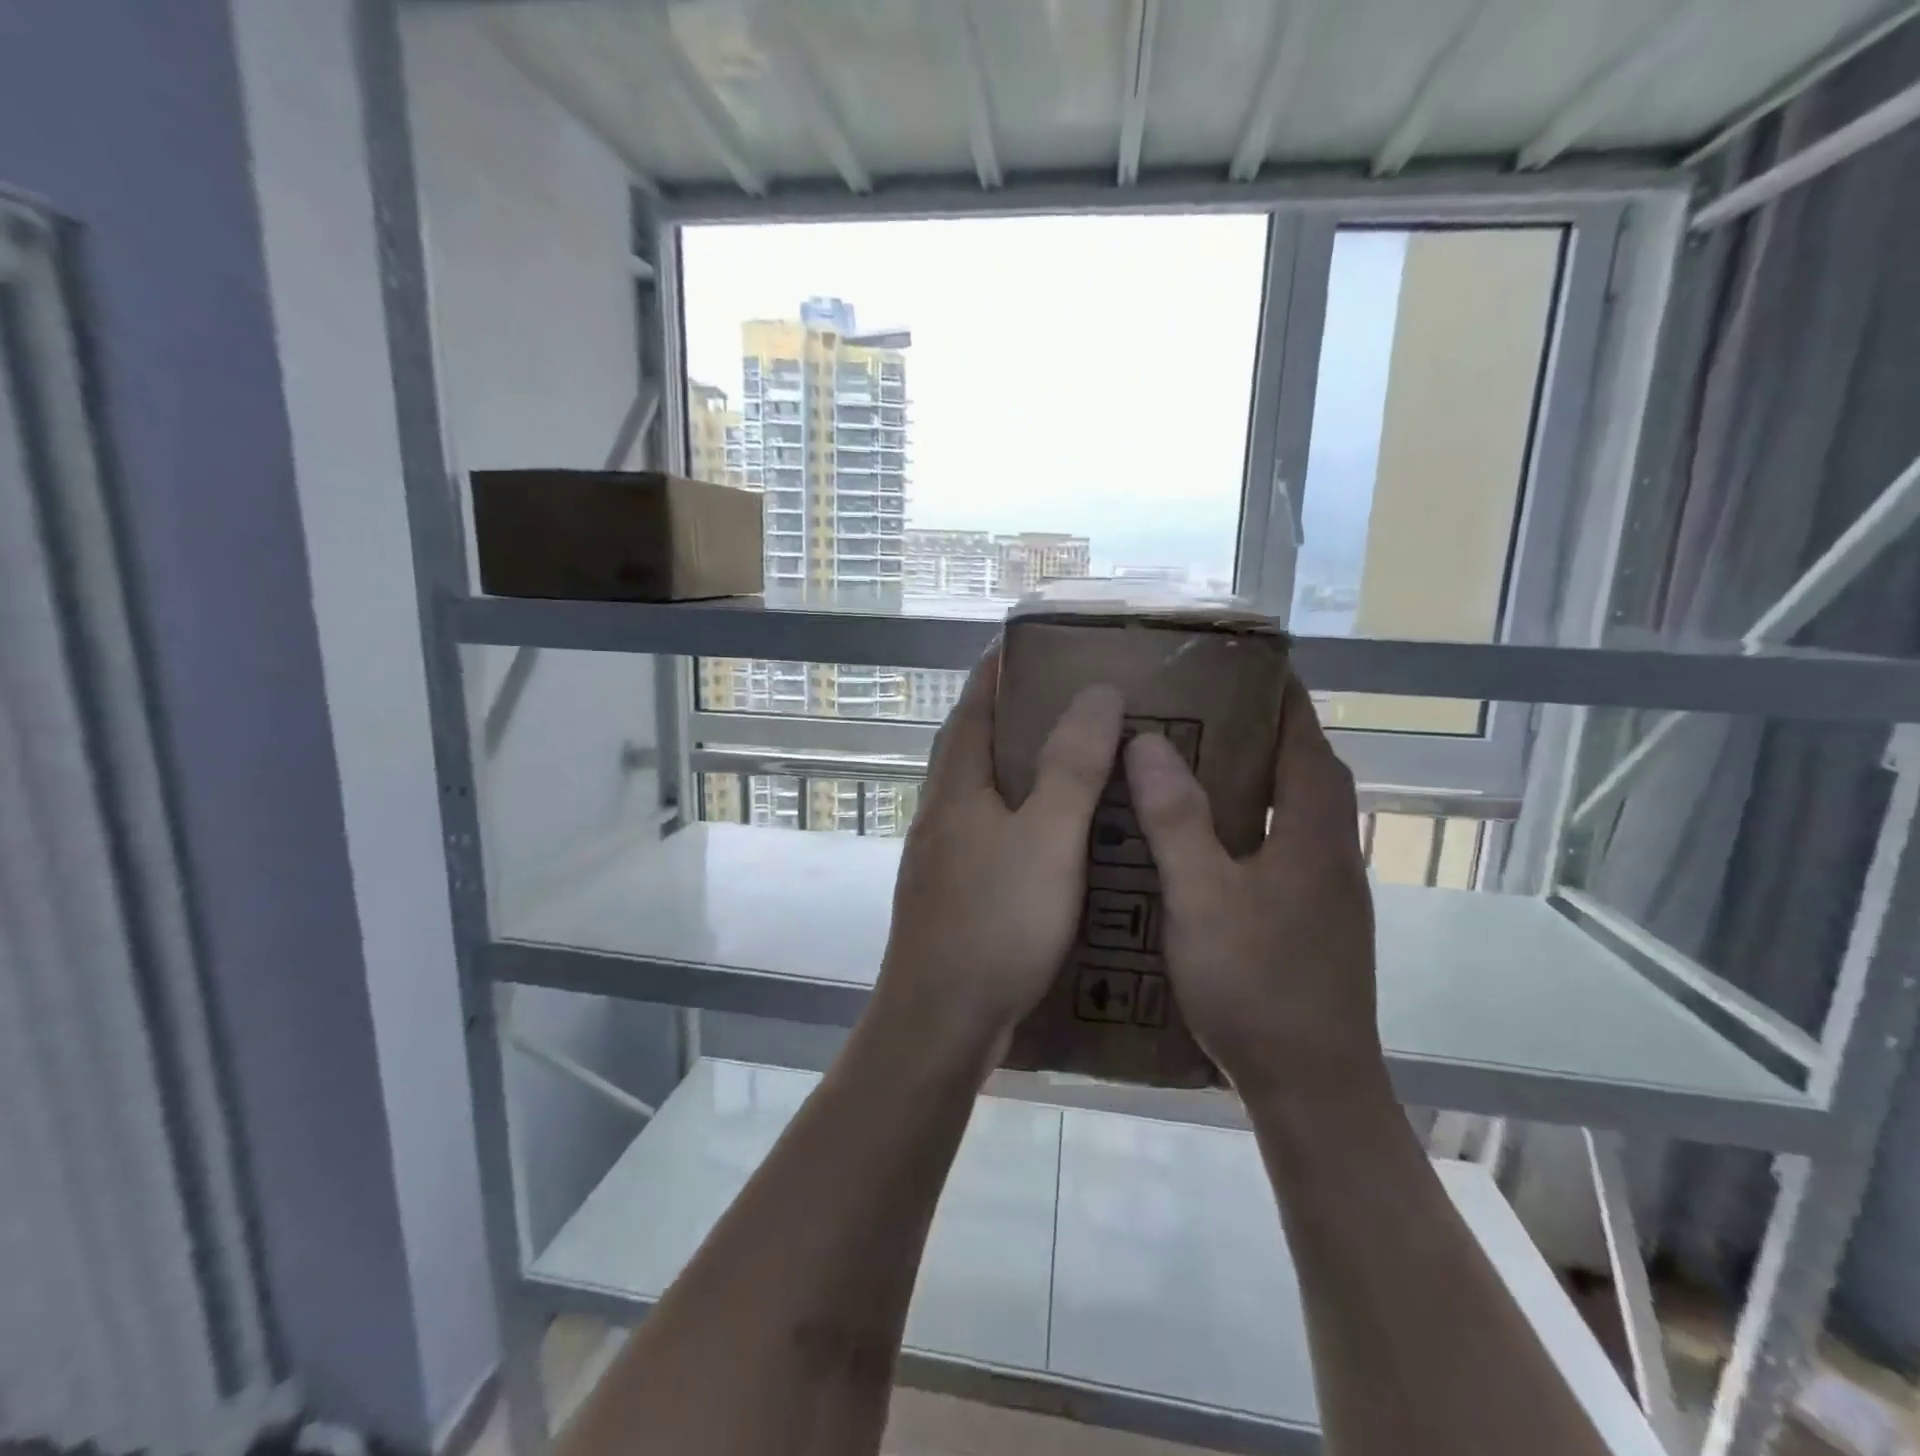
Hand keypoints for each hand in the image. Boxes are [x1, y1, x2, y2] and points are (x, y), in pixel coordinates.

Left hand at [872, 645, 1122, 1069]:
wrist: (939, 1023)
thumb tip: (1094, 691)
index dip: (996, 671)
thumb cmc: (995, 923)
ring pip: (981, 795)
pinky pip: (989, 836)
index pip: (972, 708)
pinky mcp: (951, 896)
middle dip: (1011, 716)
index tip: (1026, 643)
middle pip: (972, 747)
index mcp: (955, 788)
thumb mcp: (1047, 838)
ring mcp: (940, 858)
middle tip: (1068, 700)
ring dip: (1016, 770)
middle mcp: (939, 814)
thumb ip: (1071, 765)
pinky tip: (1052, 839)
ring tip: (1071, 762)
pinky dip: (1019, 819)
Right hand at [1122, 672, 1383, 1101]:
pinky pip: (1284, 848)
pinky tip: (1206, 843)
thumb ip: (1176, 819)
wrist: (1312, 1087)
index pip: (1307, 741)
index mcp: (1314, 834)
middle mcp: (1332, 853)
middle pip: (1306, 772)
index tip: (1248, 664)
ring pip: (1296, 814)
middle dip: (1266, 732)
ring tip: (1198, 763)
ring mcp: (1327, 892)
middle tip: (1204, 710)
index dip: (1284, 697)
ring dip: (1259, 780)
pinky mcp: (1313, 922)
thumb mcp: (1202, 897)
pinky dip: (1253, 825)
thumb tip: (1149, 743)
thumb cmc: (1257, 985)